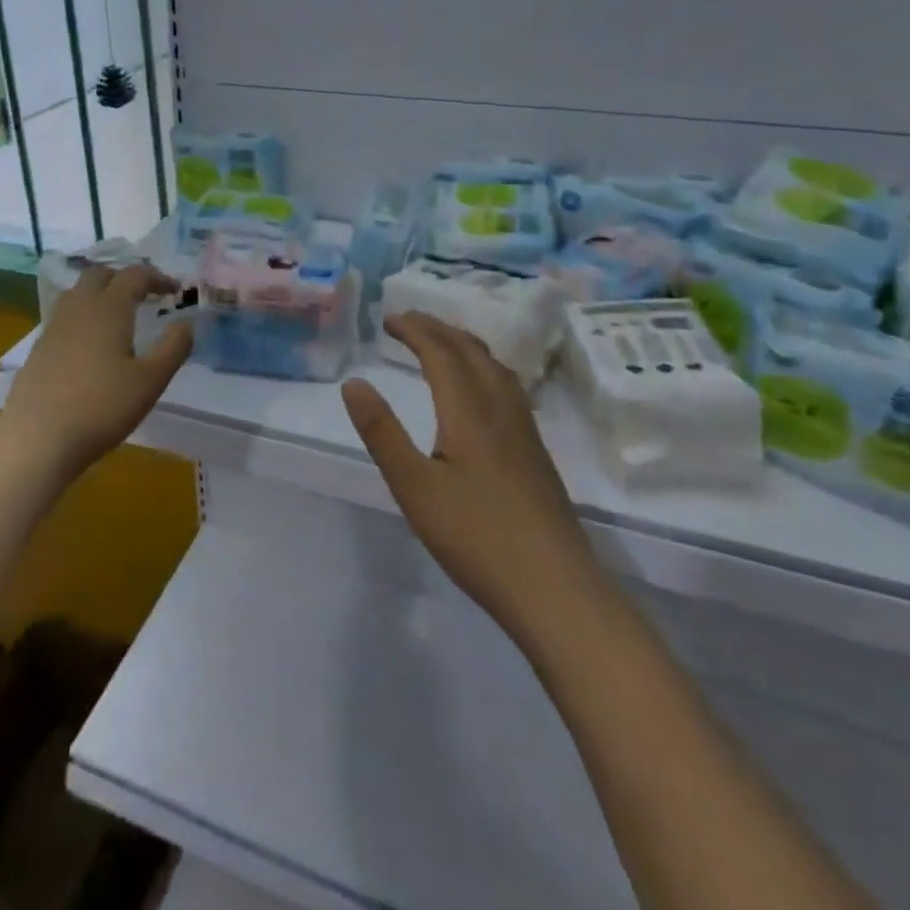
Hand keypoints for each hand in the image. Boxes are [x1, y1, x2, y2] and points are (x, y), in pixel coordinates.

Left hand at [2, 264, 192, 479]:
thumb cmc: (102, 406)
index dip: (157, 277)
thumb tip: (186, 322)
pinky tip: (92, 344)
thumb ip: (173, 347)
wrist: (38, 437)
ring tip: (120, 315)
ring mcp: (54, 326)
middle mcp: (79, 308)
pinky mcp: (40, 348)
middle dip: (125, 278)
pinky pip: (66, 316)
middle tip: (145, 296)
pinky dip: (85, 315)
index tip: (175, 290)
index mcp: (108, 308)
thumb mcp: (150, 380)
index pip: (134, 276)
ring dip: (102, 293)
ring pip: (78, 293)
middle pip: (100, 274)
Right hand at [341, 312, 600, 639]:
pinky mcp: (536, 453)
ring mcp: (524, 431)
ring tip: (440, 343)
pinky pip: (507, 386)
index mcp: (469, 411)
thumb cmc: (477, 538)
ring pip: (495, 367)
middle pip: (471, 351)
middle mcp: (501, 409)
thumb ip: (382, 432)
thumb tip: (353, 383)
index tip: (389, 318)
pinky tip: (480, 390)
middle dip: (438, 329)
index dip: (415, 330)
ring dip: (463, 345)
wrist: (556, 590)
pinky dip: (482, 367)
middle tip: (408, 321)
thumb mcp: (414, 487)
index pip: (441, 353)